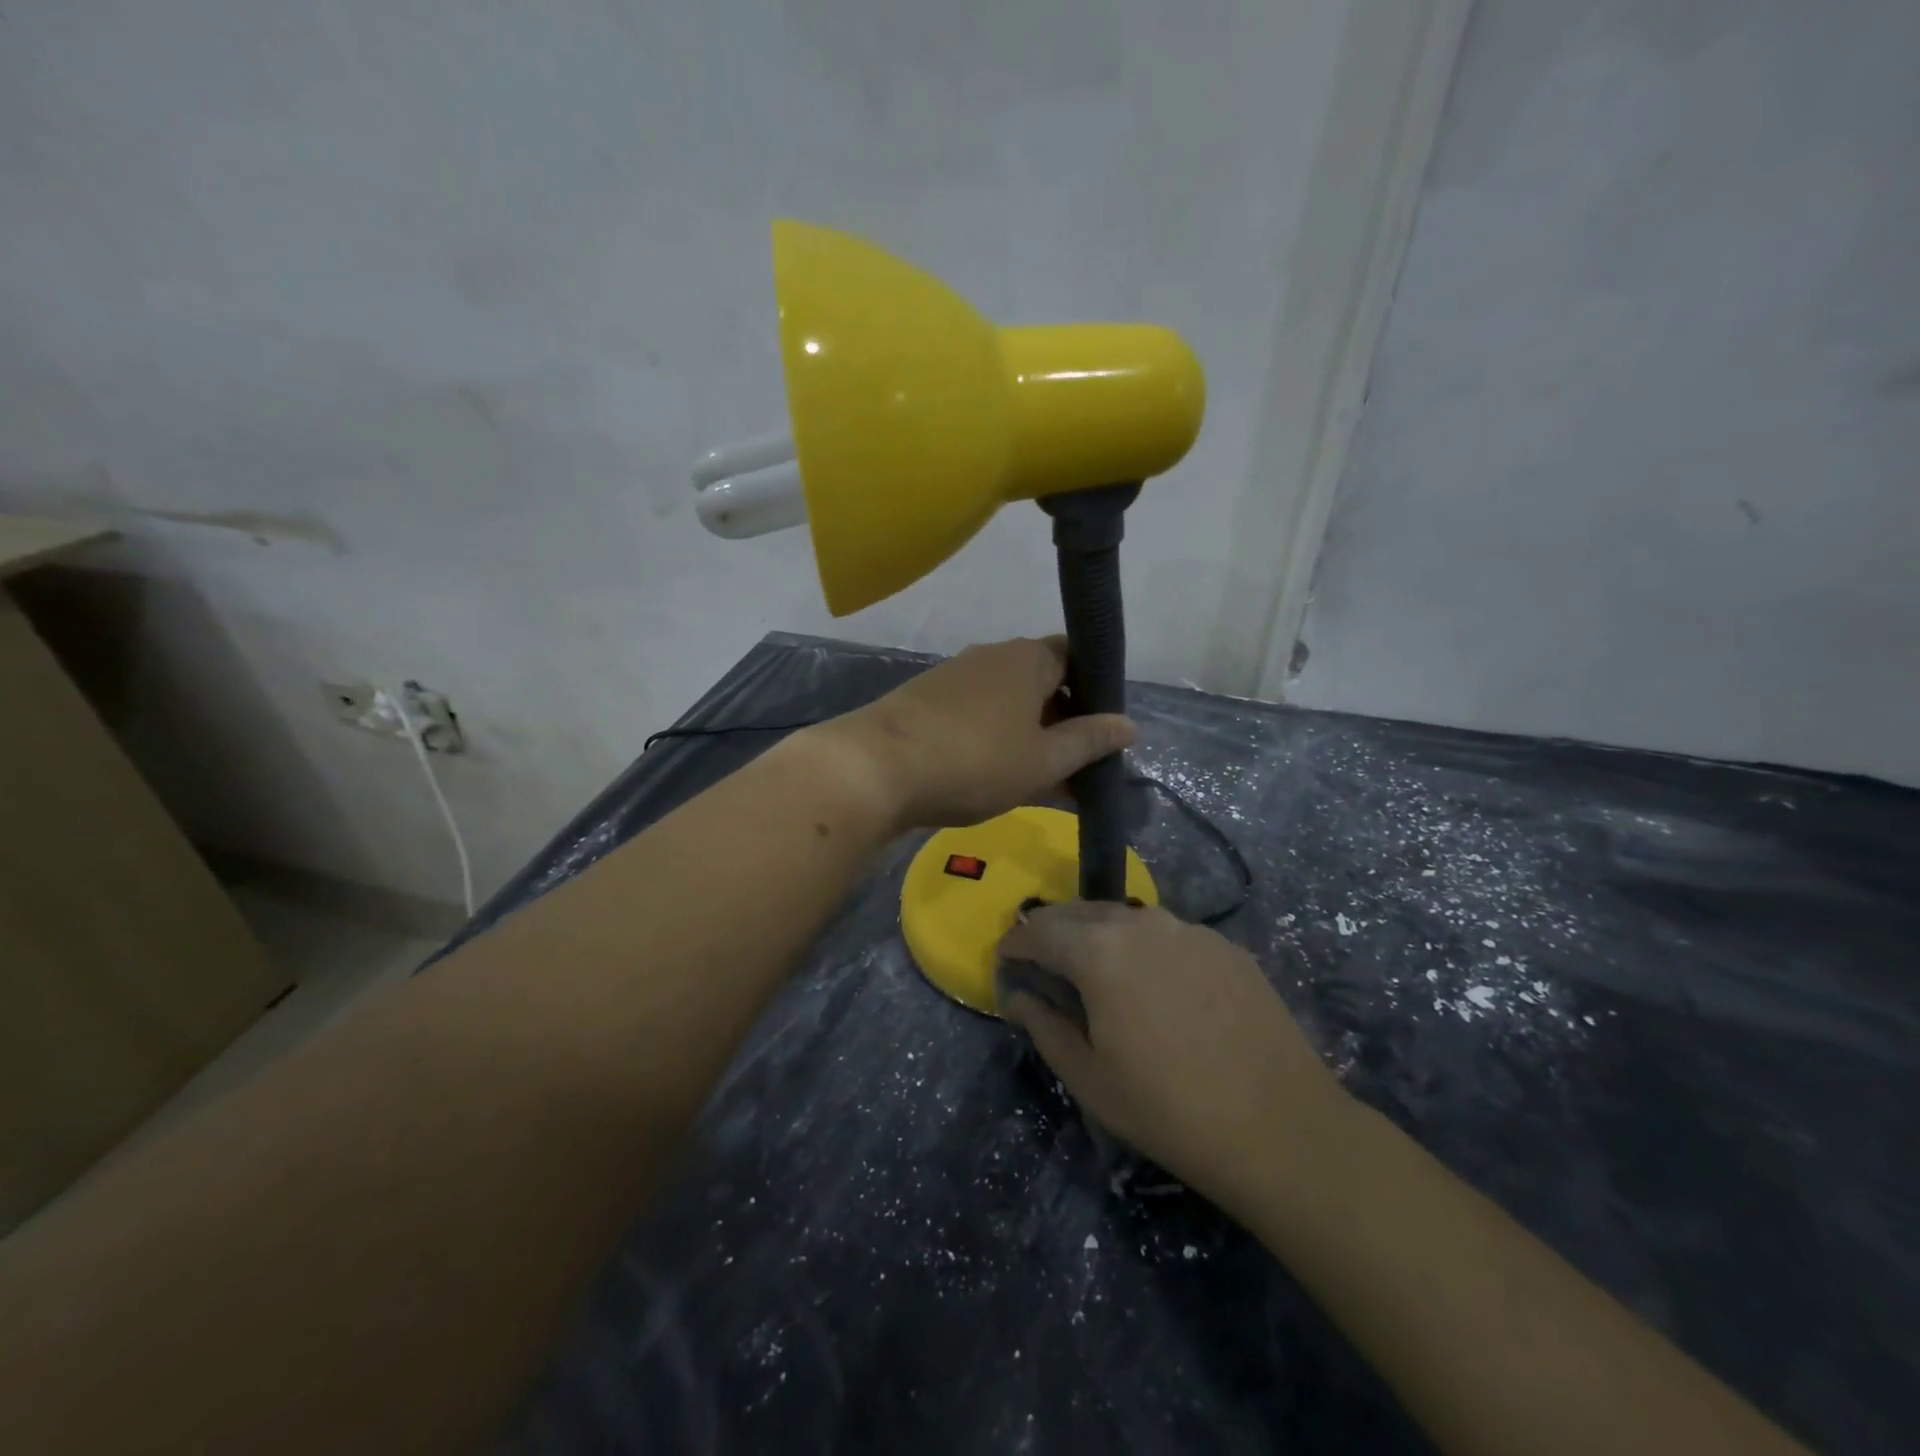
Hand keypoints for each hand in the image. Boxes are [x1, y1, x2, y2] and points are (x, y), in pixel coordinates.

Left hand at [814, 637, 1134, 831]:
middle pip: (1041, 678)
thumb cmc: (974, 761)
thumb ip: (1088, 741)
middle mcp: (992, 656)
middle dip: (1062, 718)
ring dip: (1027, 731)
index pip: (1075, 656)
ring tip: (1036, 777)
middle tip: (1074, 765)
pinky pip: (975, 711)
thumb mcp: (1042, 761)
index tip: (1100, 731)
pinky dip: (993, 735)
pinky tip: (990, 771)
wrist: (876, 768)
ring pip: (1007, 699)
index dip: (1093, 690)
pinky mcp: (925, 698)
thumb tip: (1128, 724)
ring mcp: (954, 675)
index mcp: (1028, 658)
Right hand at [996, 902, 1349, 1213]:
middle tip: (1042, 958)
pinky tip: (1154, 982)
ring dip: (1099, 934)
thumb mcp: (1089, 1078)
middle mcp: (1142, 923)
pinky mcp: (1225, 946)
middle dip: (1054, 929)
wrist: (1280, 1126)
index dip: (1016, 941)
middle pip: (1081, 912)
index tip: (1005, 956)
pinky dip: (1145, 946)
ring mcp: (1189, 930)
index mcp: (1099, 951)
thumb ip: (1044, 1026)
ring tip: (1094, 967)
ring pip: (1127, 918)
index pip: (1040, 929)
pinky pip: (1169, 934)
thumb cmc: (1168, 1110)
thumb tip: (1018, 995)